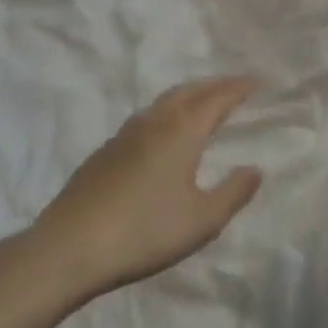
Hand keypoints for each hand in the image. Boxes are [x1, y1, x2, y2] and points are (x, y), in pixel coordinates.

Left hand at [30, 77, 263, 301]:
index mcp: (181, 131)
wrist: (69, 247)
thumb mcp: (202, 220)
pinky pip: (145, 118)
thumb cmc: (145, 231)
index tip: (258, 80)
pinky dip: (166, 113)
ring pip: (163, 102)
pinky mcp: (104, 152)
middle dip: (214, 85)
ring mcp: (124, 135)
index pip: (217, 99)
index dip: (239, 88)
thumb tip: (255, 169)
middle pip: (189, 91)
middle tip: (235, 85)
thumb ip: (233, 192)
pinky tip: (163, 133)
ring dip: (188, 95)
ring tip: (203, 102)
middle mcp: (153, 122)